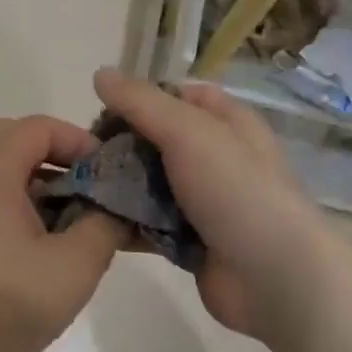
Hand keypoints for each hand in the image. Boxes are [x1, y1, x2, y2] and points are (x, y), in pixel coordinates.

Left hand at [0, 115, 128, 351]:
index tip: (108, 174)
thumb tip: (115, 209)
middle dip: (55, 155)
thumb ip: (104, 226)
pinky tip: (50, 248)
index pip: (38, 126)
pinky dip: (24, 209)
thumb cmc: (4, 301)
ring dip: (41, 185)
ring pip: (3, 174)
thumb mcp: (73, 265)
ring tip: (76, 220)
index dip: (78, 140)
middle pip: (13, 140)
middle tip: (86, 186)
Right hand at [93, 68, 326, 341]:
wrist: (276, 278)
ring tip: (76, 187)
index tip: (101, 111)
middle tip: (81, 154)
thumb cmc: (237, 191)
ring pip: (149, 184)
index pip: (177, 95)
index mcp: (226, 123)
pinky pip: (148, 223)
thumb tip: (100, 73)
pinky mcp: (190, 241)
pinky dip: (123, 222)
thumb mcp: (189, 131)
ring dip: (117, 186)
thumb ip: (141, 102)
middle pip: (157, 141)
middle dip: (119, 145)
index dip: (140, 98)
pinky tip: (90, 221)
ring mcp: (203, 202)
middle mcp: (216, 158)